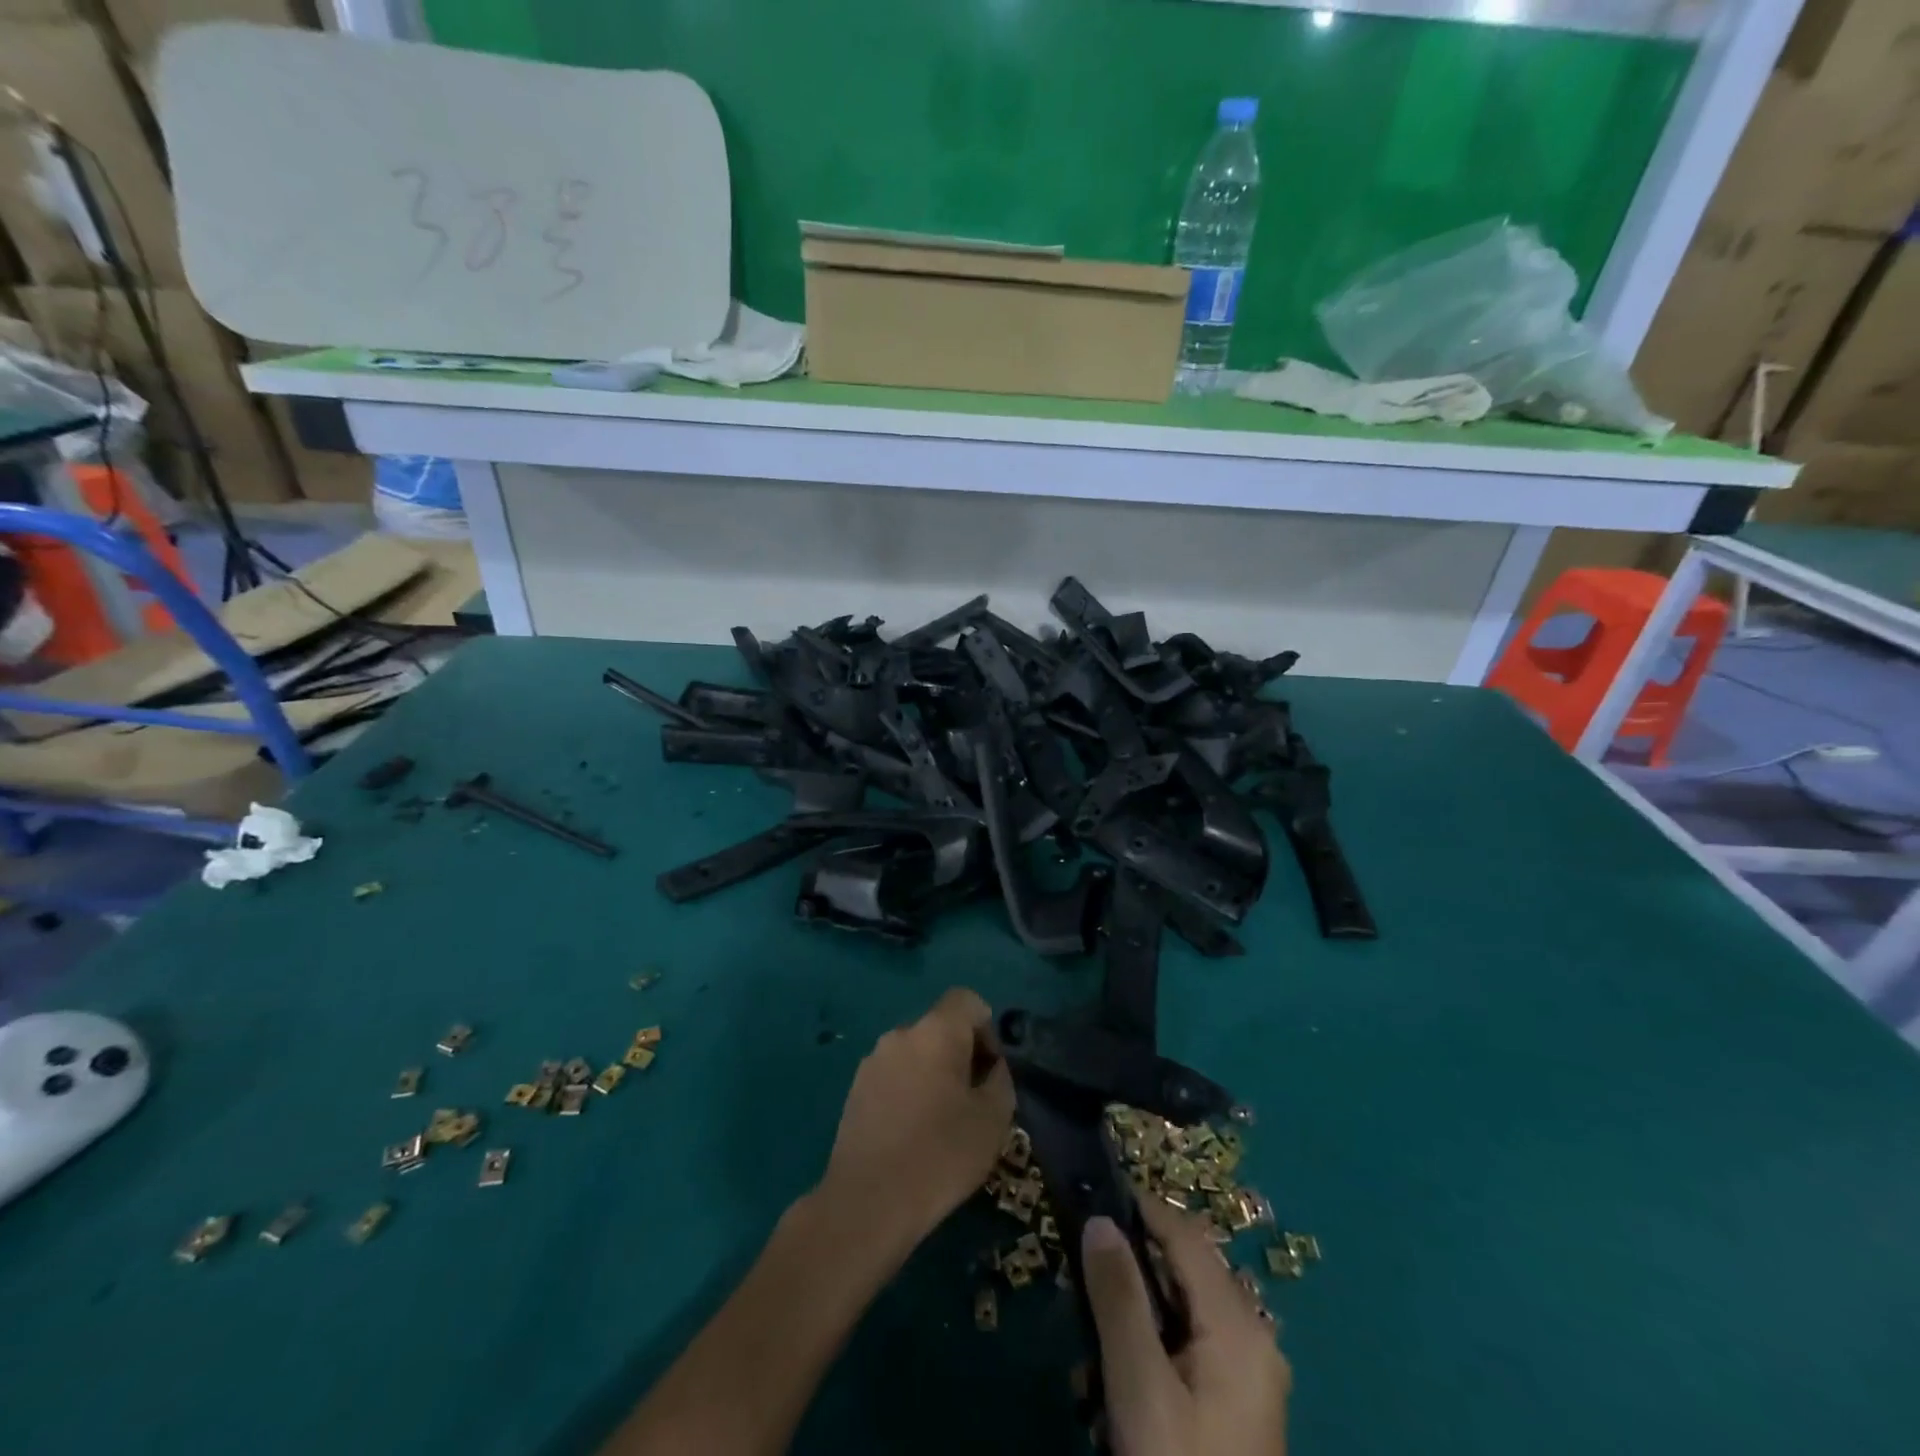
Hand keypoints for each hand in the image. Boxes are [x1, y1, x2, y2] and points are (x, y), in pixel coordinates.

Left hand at [820, 987, 1014, 1254]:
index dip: (986, 1028)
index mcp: (935, 1031)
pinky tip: (912, 1134)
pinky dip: (909, 1091)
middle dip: (961, 1054)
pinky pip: (894, 1075)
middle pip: (940, 1027)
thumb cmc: (941, 1155)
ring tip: (942, 1123)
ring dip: (934, 1074)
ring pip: (916, 1052)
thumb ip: (1000, 1080)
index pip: (967, 1000)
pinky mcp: (855, 1089)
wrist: (869, 1202)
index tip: (990, 1071)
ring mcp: (872, 1061)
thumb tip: (991, 1067)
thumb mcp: (993, 1120)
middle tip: (972, 1102)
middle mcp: (900, 1034)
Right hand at [1082, 1198, 1290, 1455]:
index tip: (1093, 1191)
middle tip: (1082, 1269)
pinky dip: (1153, 1344)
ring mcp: (1249, 1375)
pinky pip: (1190, 1346)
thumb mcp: (1141, 1389)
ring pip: (1183, 1309)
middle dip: (1133, 1266)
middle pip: (1185, 1270)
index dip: (1142, 1206)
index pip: (1187, 1236)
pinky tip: (1119, 1377)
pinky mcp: (1237, 1405)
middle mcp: (1254, 1338)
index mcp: (1240, 1326)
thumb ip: (1119, 1299)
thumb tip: (1100, 1220)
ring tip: (1093, 1333)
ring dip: (1137, 1310)